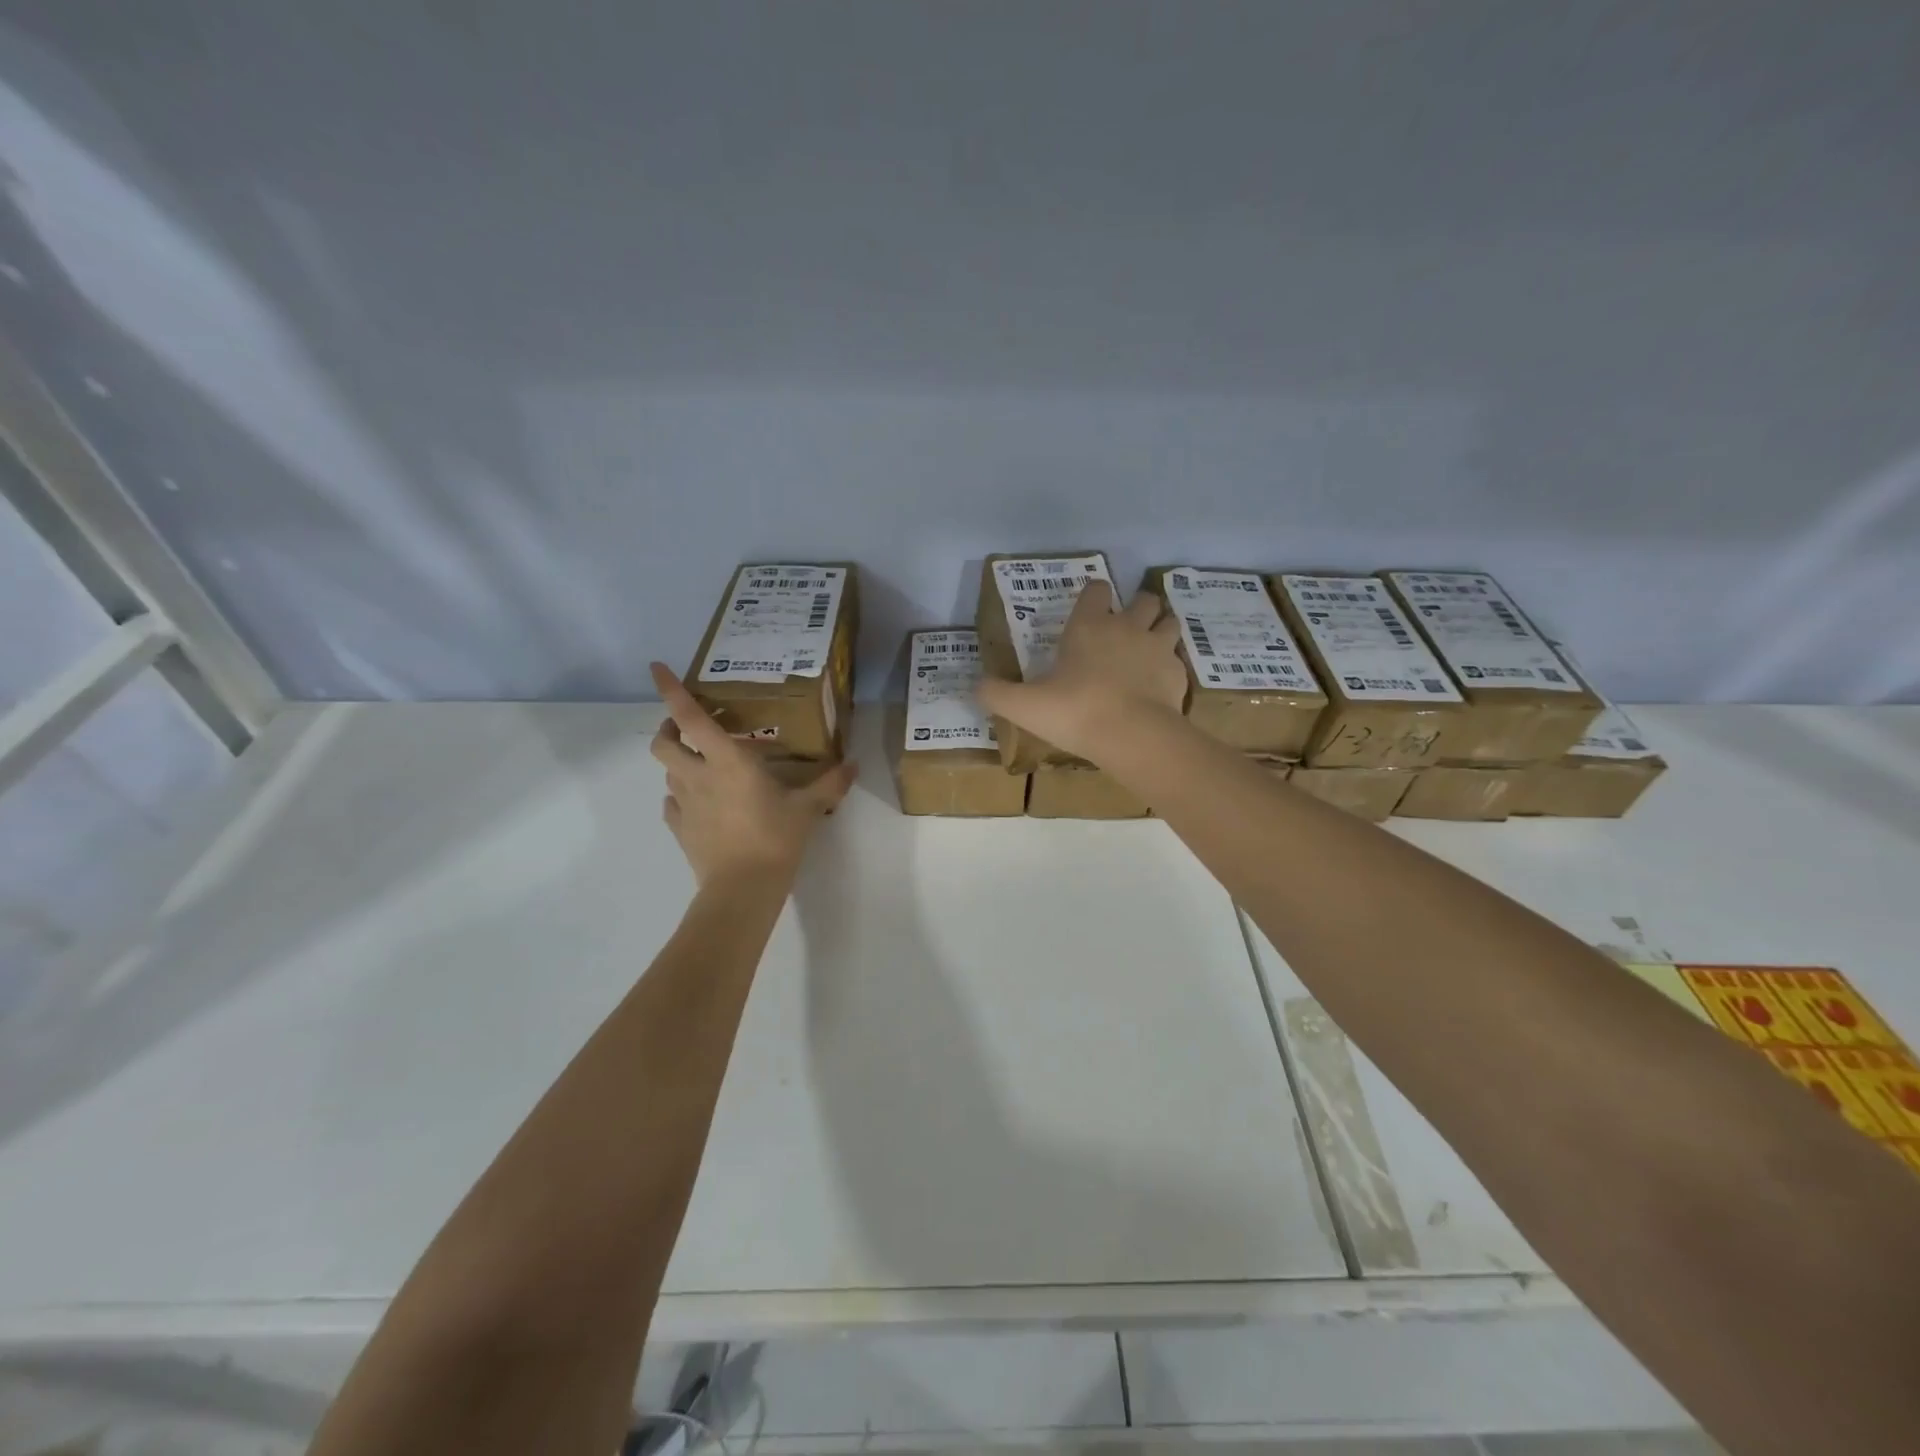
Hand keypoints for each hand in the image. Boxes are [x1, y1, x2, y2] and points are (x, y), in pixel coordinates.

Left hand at [648, 663, 856, 886]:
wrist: (743, 889)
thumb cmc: (775, 838)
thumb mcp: (808, 808)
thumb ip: (830, 784)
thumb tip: (853, 765)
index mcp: (726, 761)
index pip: (690, 717)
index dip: (670, 690)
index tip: (656, 668)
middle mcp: (697, 776)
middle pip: (664, 743)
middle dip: (669, 728)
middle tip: (689, 727)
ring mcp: (684, 805)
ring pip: (667, 772)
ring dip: (679, 762)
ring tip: (704, 766)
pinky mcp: (681, 830)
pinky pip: (672, 805)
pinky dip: (680, 797)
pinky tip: (700, 804)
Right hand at [977, 580, 1186, 762]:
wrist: (1132, 735)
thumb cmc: (1075, 711)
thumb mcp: (1024, 706)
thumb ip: (996, 694)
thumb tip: (975, 687)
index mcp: (1089, 626)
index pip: (1096, 590)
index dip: (1093, 595)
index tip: (1089, 609)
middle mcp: (1127, 627)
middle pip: (1142, 599)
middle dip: (1136, 607)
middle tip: (1124, 629)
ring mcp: (1158, 648)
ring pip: (1168, 621)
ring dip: (1160, 628)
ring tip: (1148, 647)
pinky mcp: (1178, 673)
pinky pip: (1177, 659)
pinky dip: (1169, 666)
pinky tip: (1158, 684)